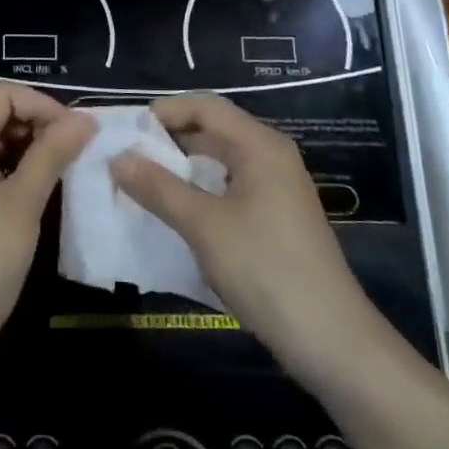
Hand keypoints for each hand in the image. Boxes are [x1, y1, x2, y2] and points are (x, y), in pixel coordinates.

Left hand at [0, 83, 93, 372]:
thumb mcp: (23, 204)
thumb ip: (52, 154)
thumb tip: (84, 120)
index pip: (2, 93)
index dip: (42, 105)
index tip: (75, 134)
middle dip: (36, 124)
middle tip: (73, 154)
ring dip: (25, 148)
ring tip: (59, 174)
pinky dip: (8, 169)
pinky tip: (33, 194)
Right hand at [112, 93, 375, 381]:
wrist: (331, 341)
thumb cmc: (266, 269)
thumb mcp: (204, 226)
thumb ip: (158, 188)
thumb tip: (117, 158)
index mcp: (260, 146)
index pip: (206, 106)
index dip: (166, 111)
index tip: (127, 131)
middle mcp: (271, 158)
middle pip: (214, 131)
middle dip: (169, 140)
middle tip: (127, 158)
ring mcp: (277, 190)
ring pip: (220, 163)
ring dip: (182, 169)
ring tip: (143, 185)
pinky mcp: (276, 220)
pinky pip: (230, 189)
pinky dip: (200, 192)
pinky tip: (177, 214)